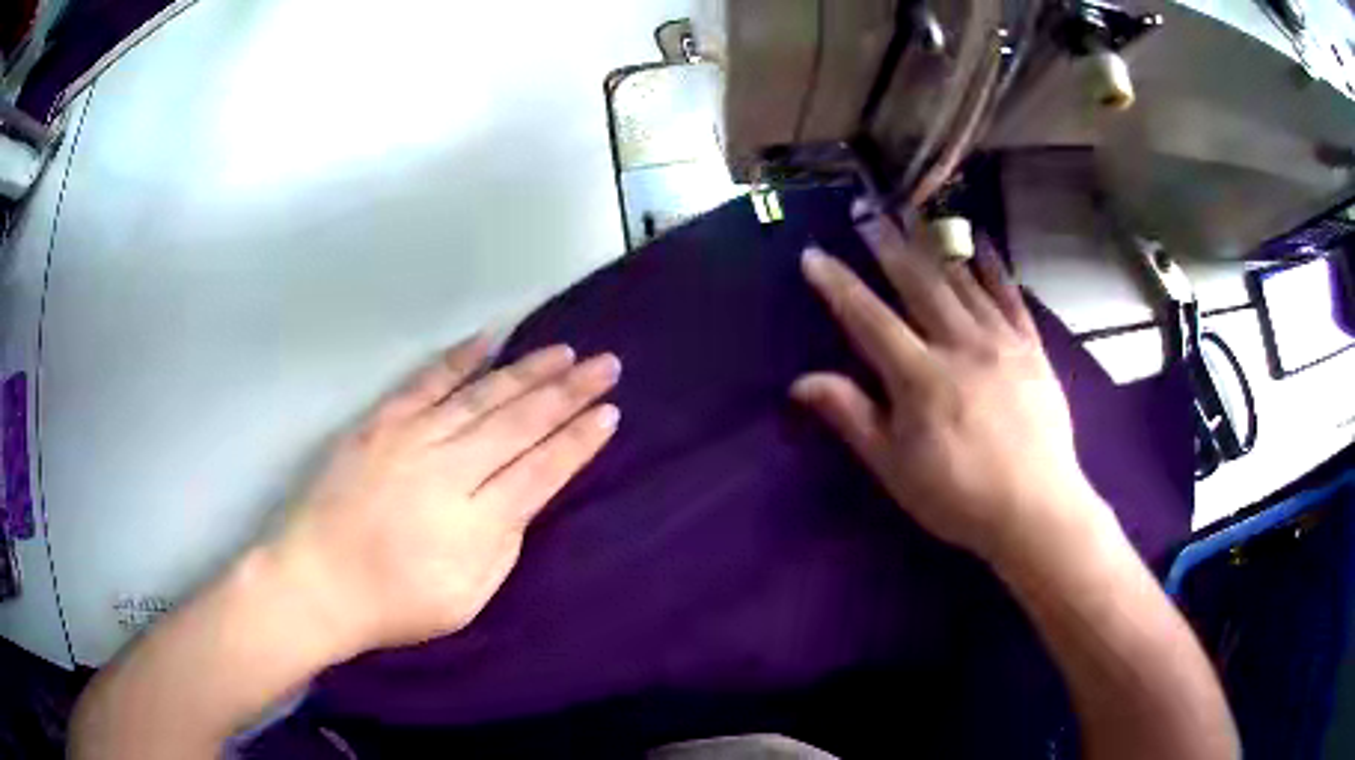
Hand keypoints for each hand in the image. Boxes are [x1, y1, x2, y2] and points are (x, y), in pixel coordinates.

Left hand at [266, 336, 620, 653]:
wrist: (317, 580)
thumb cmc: (394, 603)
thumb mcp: (466, 599)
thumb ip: (502, 547)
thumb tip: (522, 500)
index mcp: (476, 522)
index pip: (542, 470)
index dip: (578, 441)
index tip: (609, 414)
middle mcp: (450, 469)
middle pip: (521, 423)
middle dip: (568, 394)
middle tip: (606, 366)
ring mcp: (412, 438)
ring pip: (483, 396)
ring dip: (528, 371)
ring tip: (565, 352)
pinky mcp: (381, 422)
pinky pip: (427, 381)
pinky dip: (459, 359)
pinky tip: (489, 339)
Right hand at [792, 210, 1101, 562]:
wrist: (1036, 509)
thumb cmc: (959, 496)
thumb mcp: (895, 468)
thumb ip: (852, 417)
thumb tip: (801, 381)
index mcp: (920, 377)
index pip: (868, 318)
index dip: (837, 284)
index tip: (813, 255)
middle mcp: (959, 344)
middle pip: (917, 283)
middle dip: (888, 246)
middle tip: (867, 214)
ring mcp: (1001, 341)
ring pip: (962, 281)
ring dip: (933, 245)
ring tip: (913, 214)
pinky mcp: (1031, 347)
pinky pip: (1010, 295)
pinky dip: (993, 266)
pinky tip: (980, 243)